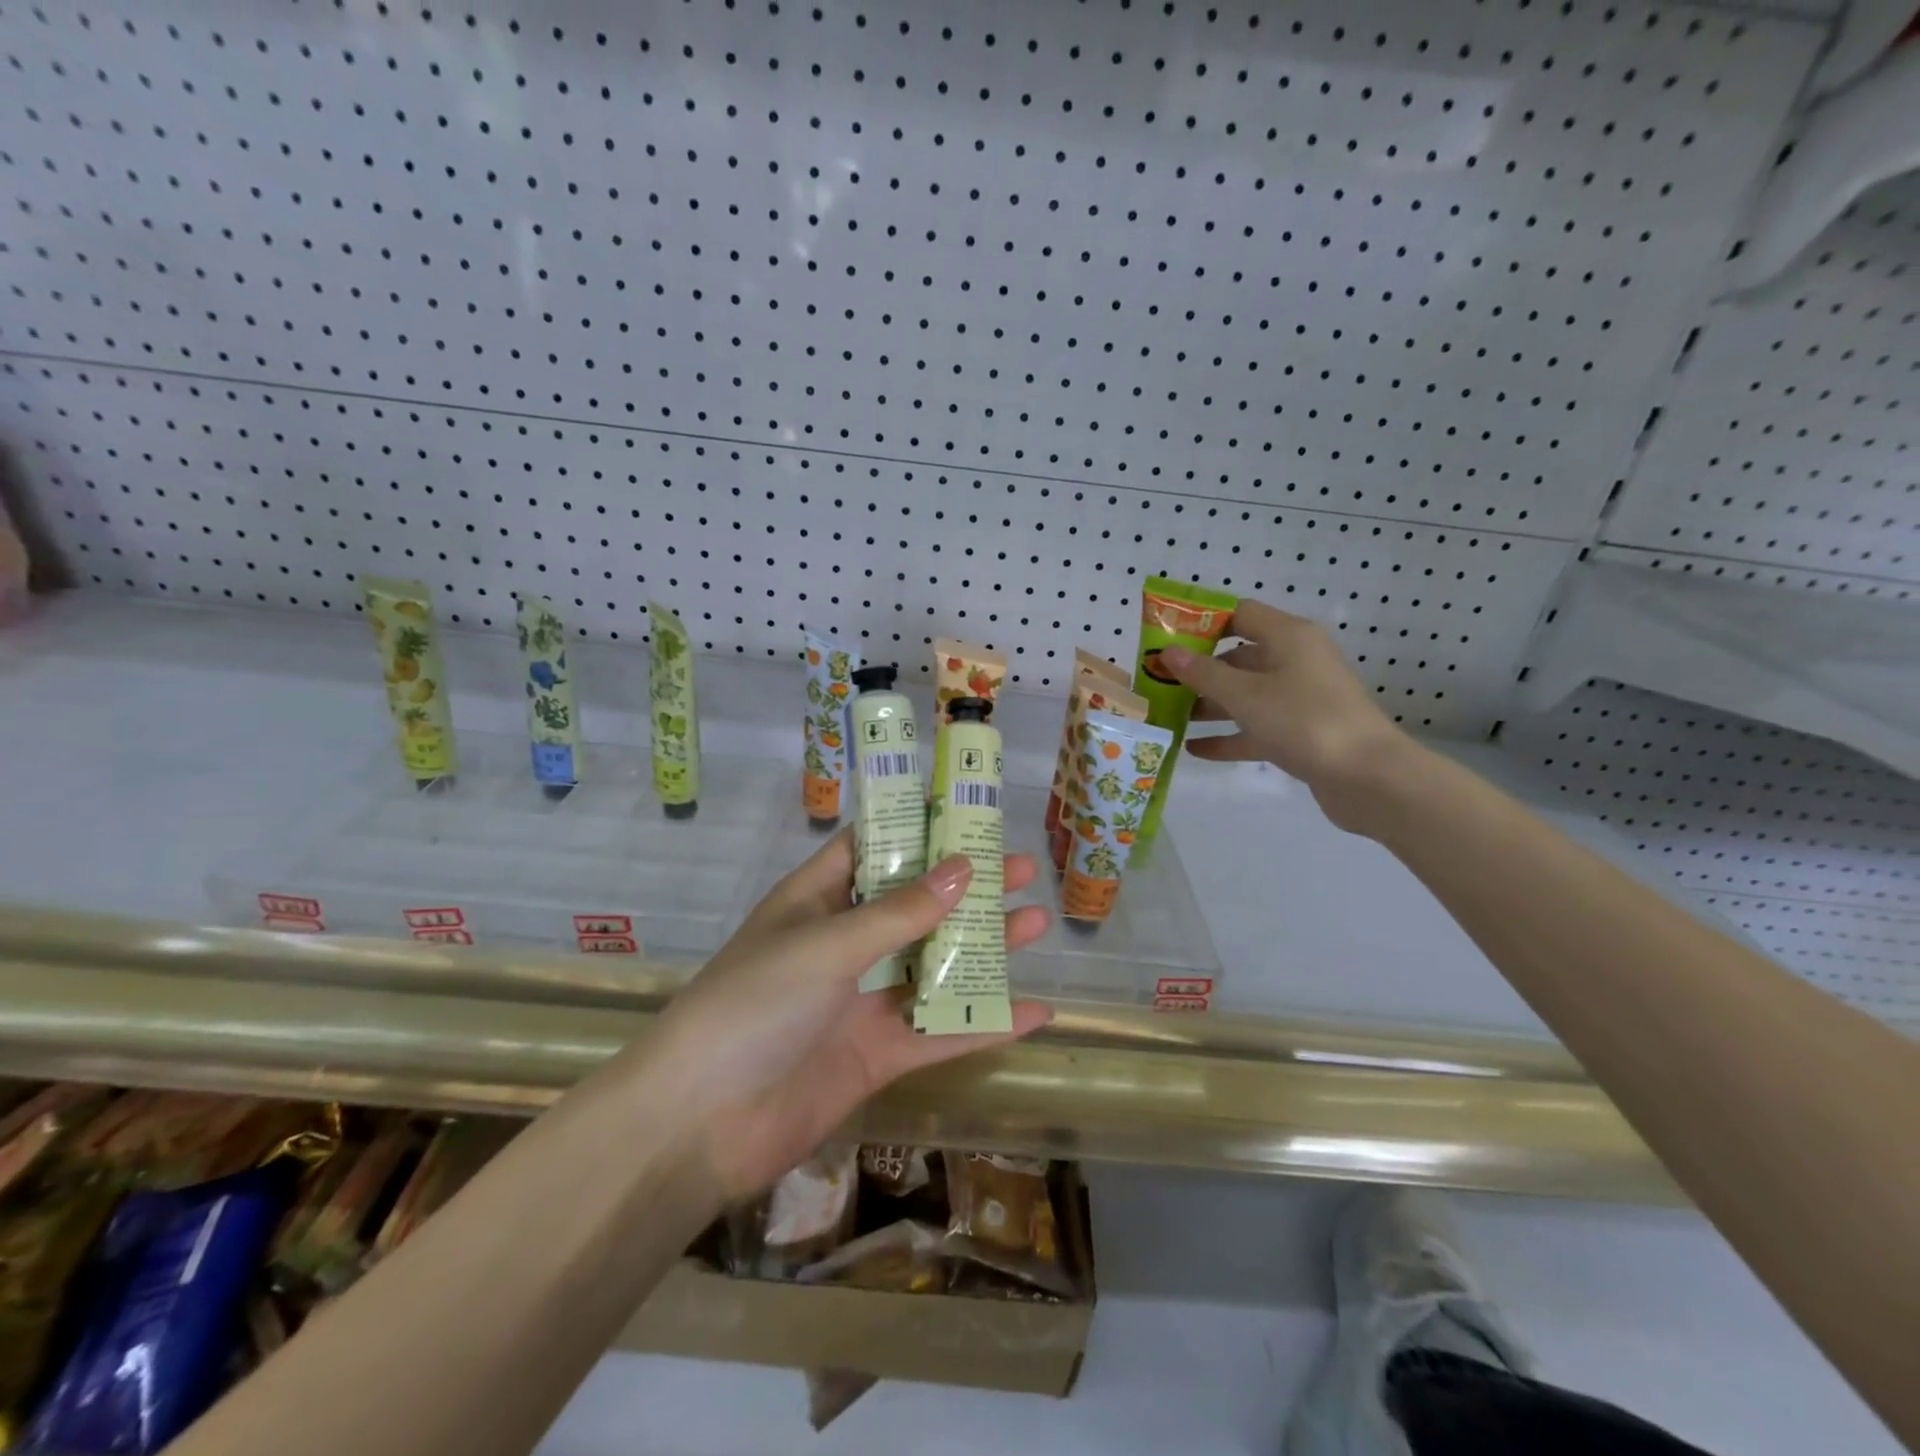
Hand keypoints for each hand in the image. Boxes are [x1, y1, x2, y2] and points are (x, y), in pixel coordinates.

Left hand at [646, 830, 1050, 1203]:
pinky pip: (940, 1031)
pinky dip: (985, 1023)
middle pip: (915, 906)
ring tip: (1038, 923)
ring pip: (934, 966)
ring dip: (985, 948)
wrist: (701, 1123)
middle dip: (968, 888)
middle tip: (1024, 870)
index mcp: (817, 900)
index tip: (969, 816)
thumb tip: (964, 869)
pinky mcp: (877, 1054)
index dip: (917, 830)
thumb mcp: (828, 945)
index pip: (872, 849)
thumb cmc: (755, 1004)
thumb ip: (900, 912)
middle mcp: (842, 943)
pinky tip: (1037, 1013)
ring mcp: (861, 1000)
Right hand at [1159, 598, 1415, 834]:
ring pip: (1245, 695)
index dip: (1201, 622)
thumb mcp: (1245, 695)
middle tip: (1157, 683)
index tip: (1165, 638)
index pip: (1239, 614)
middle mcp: (1295, 661)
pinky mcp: (1300, 732)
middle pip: (1238, 657)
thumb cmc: (1304, 721)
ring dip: (1208, 705)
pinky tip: (1193, 749)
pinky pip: (1255, 728)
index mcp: (1288, 637)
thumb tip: (1168, 653)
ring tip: (1167, 717)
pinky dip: (1227, 736)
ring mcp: (1299, 698)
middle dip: (1198, 671)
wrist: (1367, 777)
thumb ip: (1203, 674)